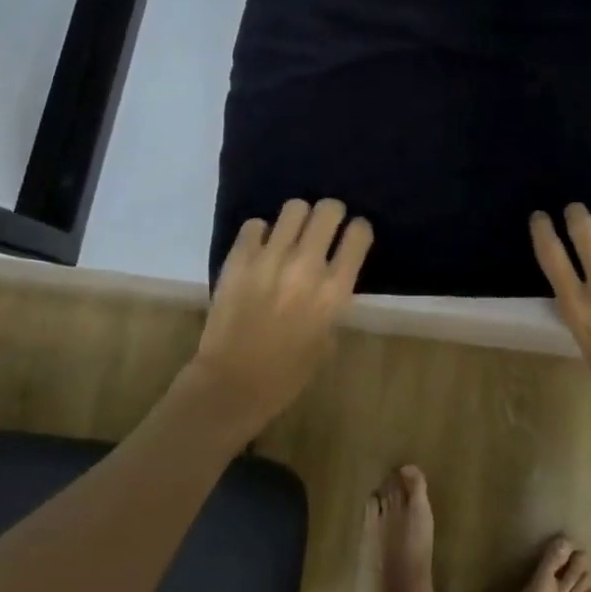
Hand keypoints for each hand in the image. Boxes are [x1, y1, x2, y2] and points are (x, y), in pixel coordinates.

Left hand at [186, 198, 372, 436]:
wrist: (231, 384)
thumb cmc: (287, 373)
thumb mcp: (328, 337)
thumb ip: (332, 299)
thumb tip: (331, 273)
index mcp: (334, 290)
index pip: (359, 234)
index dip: (358, 230)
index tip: (352, 235)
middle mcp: (306, 266)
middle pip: (328, 210)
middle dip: (330, 214)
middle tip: (323, 227)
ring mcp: (270, 258)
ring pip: (294, 208)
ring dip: (297, 219)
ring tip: (291, 234)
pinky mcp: (239, 259)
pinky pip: (256, 224)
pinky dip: (261, 233)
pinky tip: (261, 250)